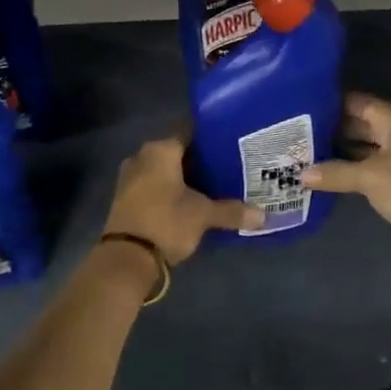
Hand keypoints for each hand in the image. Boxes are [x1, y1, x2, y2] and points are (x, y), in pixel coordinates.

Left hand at [104, 135, 260, 264]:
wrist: (126, 259)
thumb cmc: (166, 222)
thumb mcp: (203, 215)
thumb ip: (233, 211)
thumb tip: (264, 216)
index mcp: (160, 149)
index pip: (189, 130)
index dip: (211, 136)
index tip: (231, 141)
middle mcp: (142, 156)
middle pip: (177, 151)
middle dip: (201, 159)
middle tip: (229, 165)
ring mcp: (130, 177)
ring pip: (165, 170)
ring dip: (185, 176)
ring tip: (214, 183)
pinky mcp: (126, 198)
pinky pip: (155, 185)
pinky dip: (172, 190)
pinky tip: (191, 200)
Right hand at [301, 93, 390, 260]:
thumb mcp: (368, 178)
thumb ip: (334, 173)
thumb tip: (301, 174)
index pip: (355, 102)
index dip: (329, 105)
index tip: (299, 109)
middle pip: (360, 123)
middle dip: (331, 130)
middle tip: (296, 136)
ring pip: (367, 146)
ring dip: (342, 152)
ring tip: (306, 155)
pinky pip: (374, 166)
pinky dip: (355, 170)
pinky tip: (331, 177)